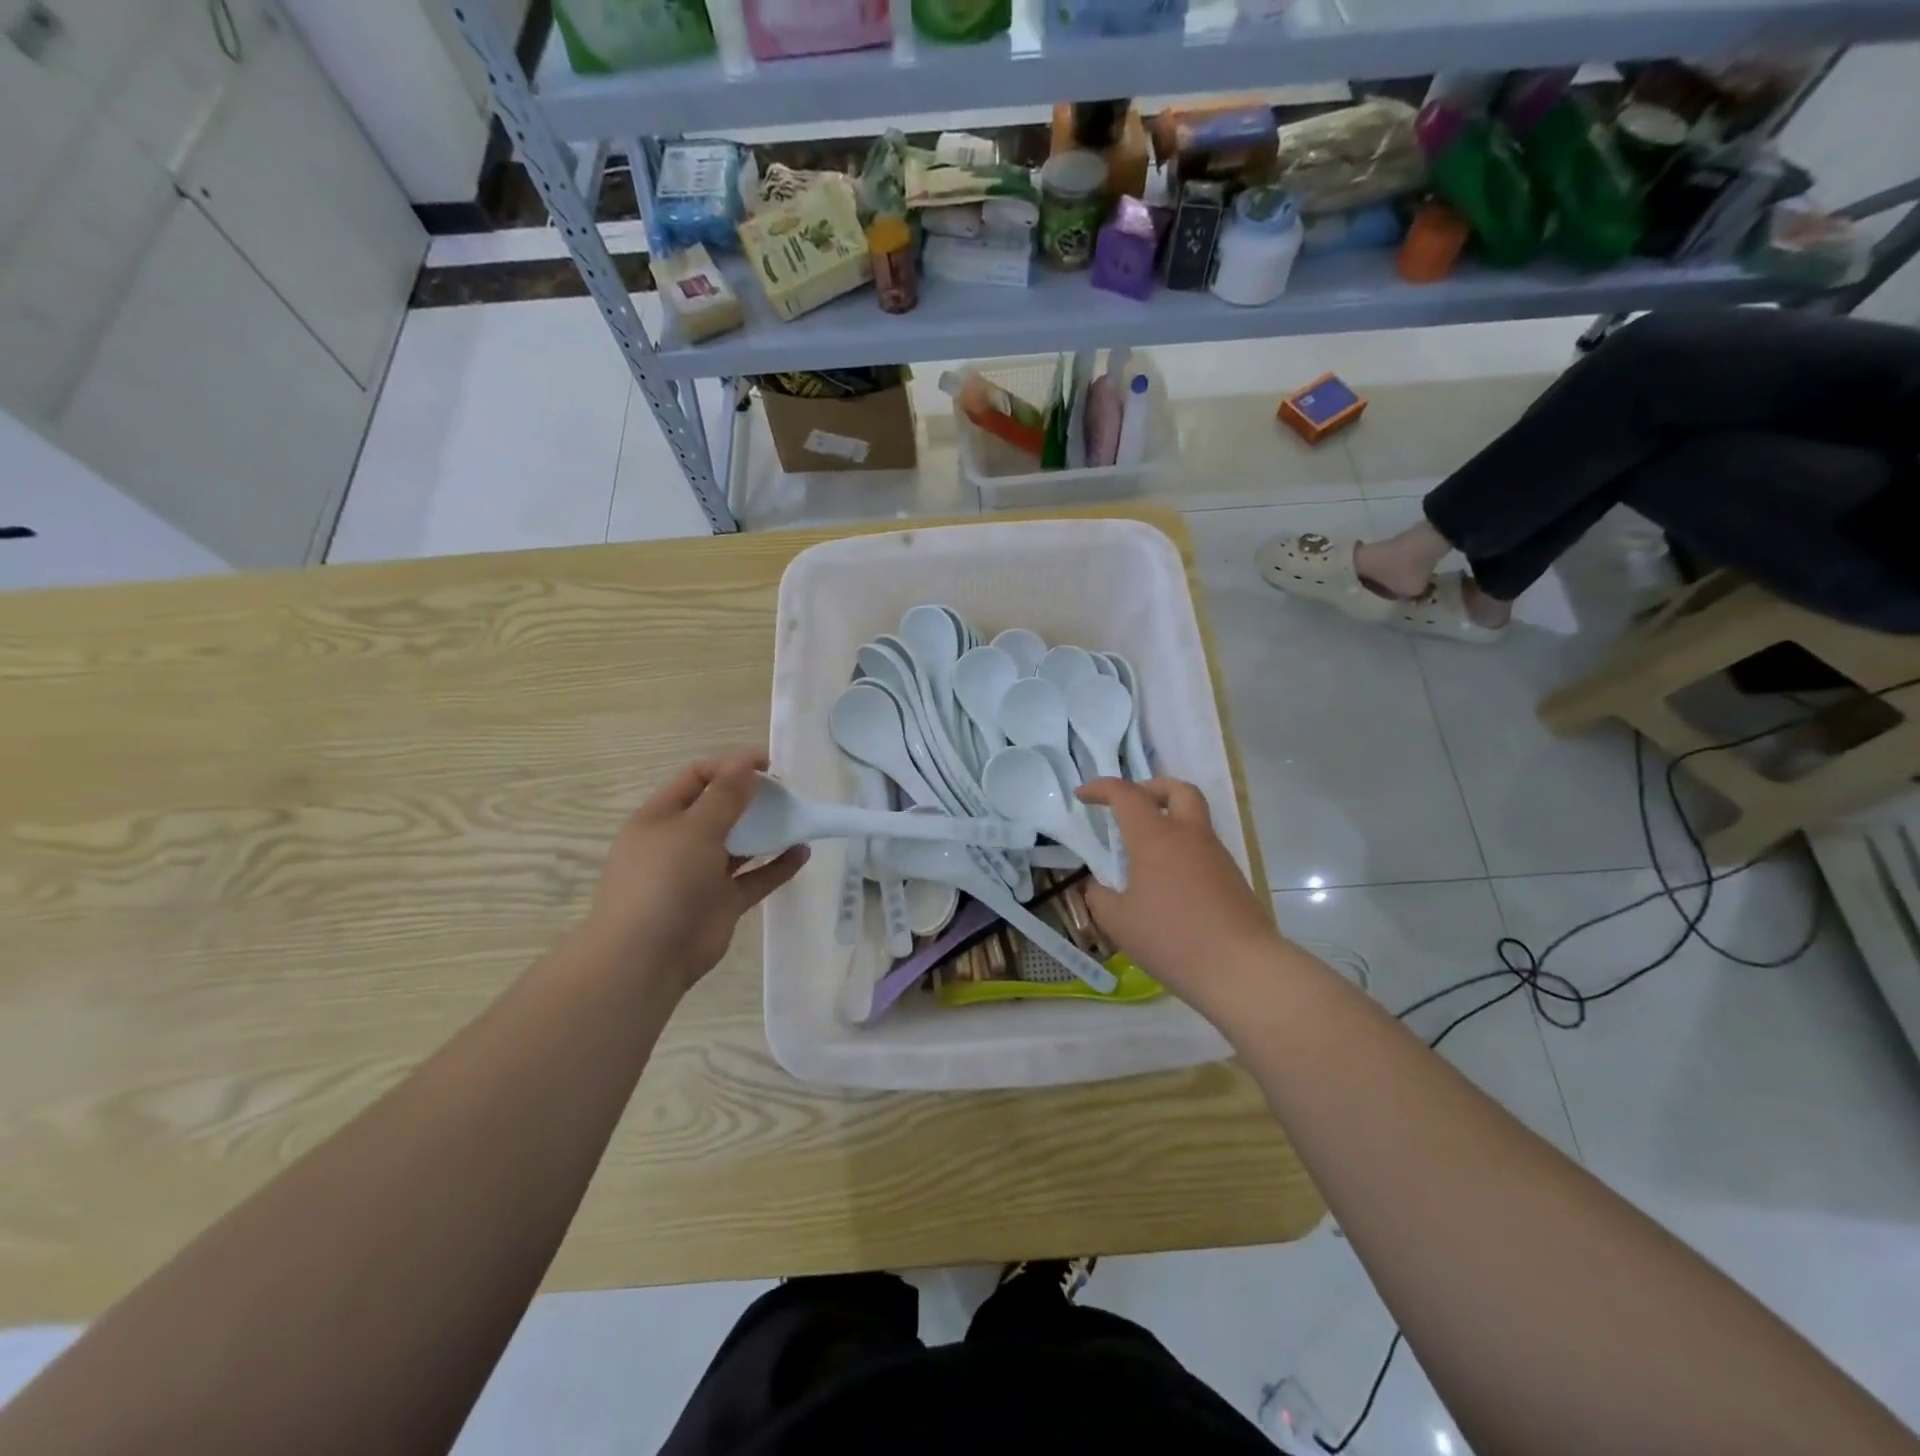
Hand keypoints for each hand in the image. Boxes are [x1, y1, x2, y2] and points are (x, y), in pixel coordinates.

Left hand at [583, 750, 807, 995]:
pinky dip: (778, 865)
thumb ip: (725, 797)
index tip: (768, 763)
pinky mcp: (722, 903)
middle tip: (786, 791)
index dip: (730, 765)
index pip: (697, 778)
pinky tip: (802, 852)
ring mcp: (701, 874)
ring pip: (739, 844)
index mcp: (660, 818)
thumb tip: (747, 765)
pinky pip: (755, 878)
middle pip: (719, 808)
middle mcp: (679, 842)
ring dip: (766, 830)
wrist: (646, 958)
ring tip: (797, 817)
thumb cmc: (664, 882)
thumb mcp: (694, 829)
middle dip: (751, 796)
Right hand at [1075, 777, 1281, 999]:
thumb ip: (1099, 896)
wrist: (1241, 968)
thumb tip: (1097, 885)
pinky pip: (1203, 848)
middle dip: (1151, 788)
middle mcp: (1189, 835)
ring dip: (1169, 820)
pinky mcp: (1232, 877)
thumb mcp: (1118, 921)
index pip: (1126, 794)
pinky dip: (1182, 849)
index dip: (1101, 788)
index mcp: (1156, 837)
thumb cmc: (1171, 939)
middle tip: (1130, 807)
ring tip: (1144, 853)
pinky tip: (1167, 882)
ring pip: (1194, 818)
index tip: (1083, 796)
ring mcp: (1216, 855)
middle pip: (1177, 789)